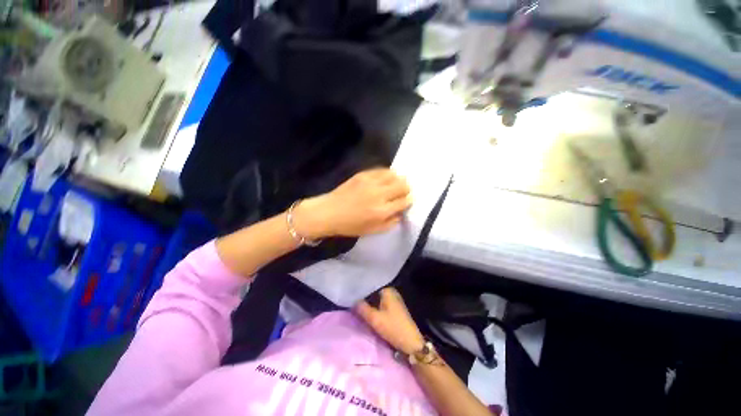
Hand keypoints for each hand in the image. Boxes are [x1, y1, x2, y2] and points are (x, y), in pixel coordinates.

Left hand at [294, 168, 411, 238]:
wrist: (329, 212)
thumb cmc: (351, 225)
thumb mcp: (373, 231)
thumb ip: (391, 222)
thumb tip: (401, 212)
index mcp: (382, 211)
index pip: (405, 201)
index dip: (408, 201)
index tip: (407, 201)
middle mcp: (379, 194)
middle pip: (403, 185)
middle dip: (406, 189)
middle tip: (401, 193)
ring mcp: (371, 182)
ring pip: (394, 175)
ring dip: (398, 180)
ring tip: (394, 185)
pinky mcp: (363, 174)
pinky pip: (382, 170)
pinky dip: (387, 175)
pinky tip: (384, 180)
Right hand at [355, 287, 424, 354]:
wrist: (410, 343)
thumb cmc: (393, 328)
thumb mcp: (375, 319)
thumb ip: (362, 308)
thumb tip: (353, 301)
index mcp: (387, 290)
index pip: (370, 285)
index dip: (361, 290)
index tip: (351, 295)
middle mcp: (391, 292)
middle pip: (374, 292)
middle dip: (364, 297)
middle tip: (352, 301)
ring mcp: (394, 300)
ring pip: (377, 299)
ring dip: (369, 303)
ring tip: (357, 306)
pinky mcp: (395, 308)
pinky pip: (381, 304)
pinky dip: (374, 307)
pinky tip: (367, 311)